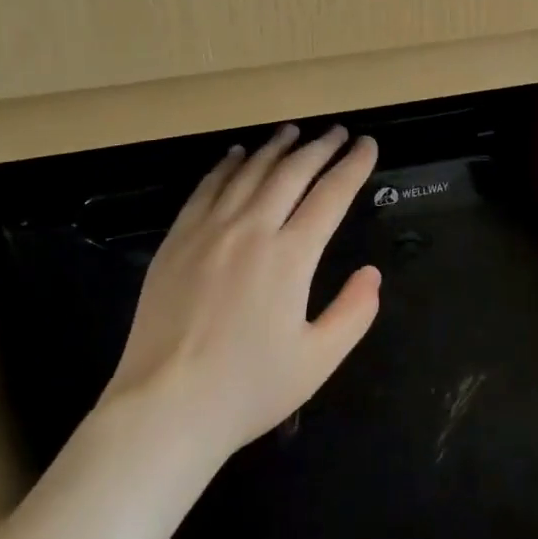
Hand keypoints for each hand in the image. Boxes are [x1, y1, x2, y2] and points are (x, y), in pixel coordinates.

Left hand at [100, 124, 381, 466]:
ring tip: (293, 131)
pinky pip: (207, 188)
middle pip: (292, 172)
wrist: (164, 407)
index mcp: (290, 257)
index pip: (331, 195)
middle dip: (320, 147)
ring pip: (249, 172)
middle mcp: (251, 230)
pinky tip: (237, 155)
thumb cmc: (247, 389)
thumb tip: (372, 273)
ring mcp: (209, 231)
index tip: (368, 144)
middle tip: (337, 131)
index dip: (353, 166)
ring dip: (276, 147)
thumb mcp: (317, 361)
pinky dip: (227, 165)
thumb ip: (354, 313)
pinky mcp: (177, 240)